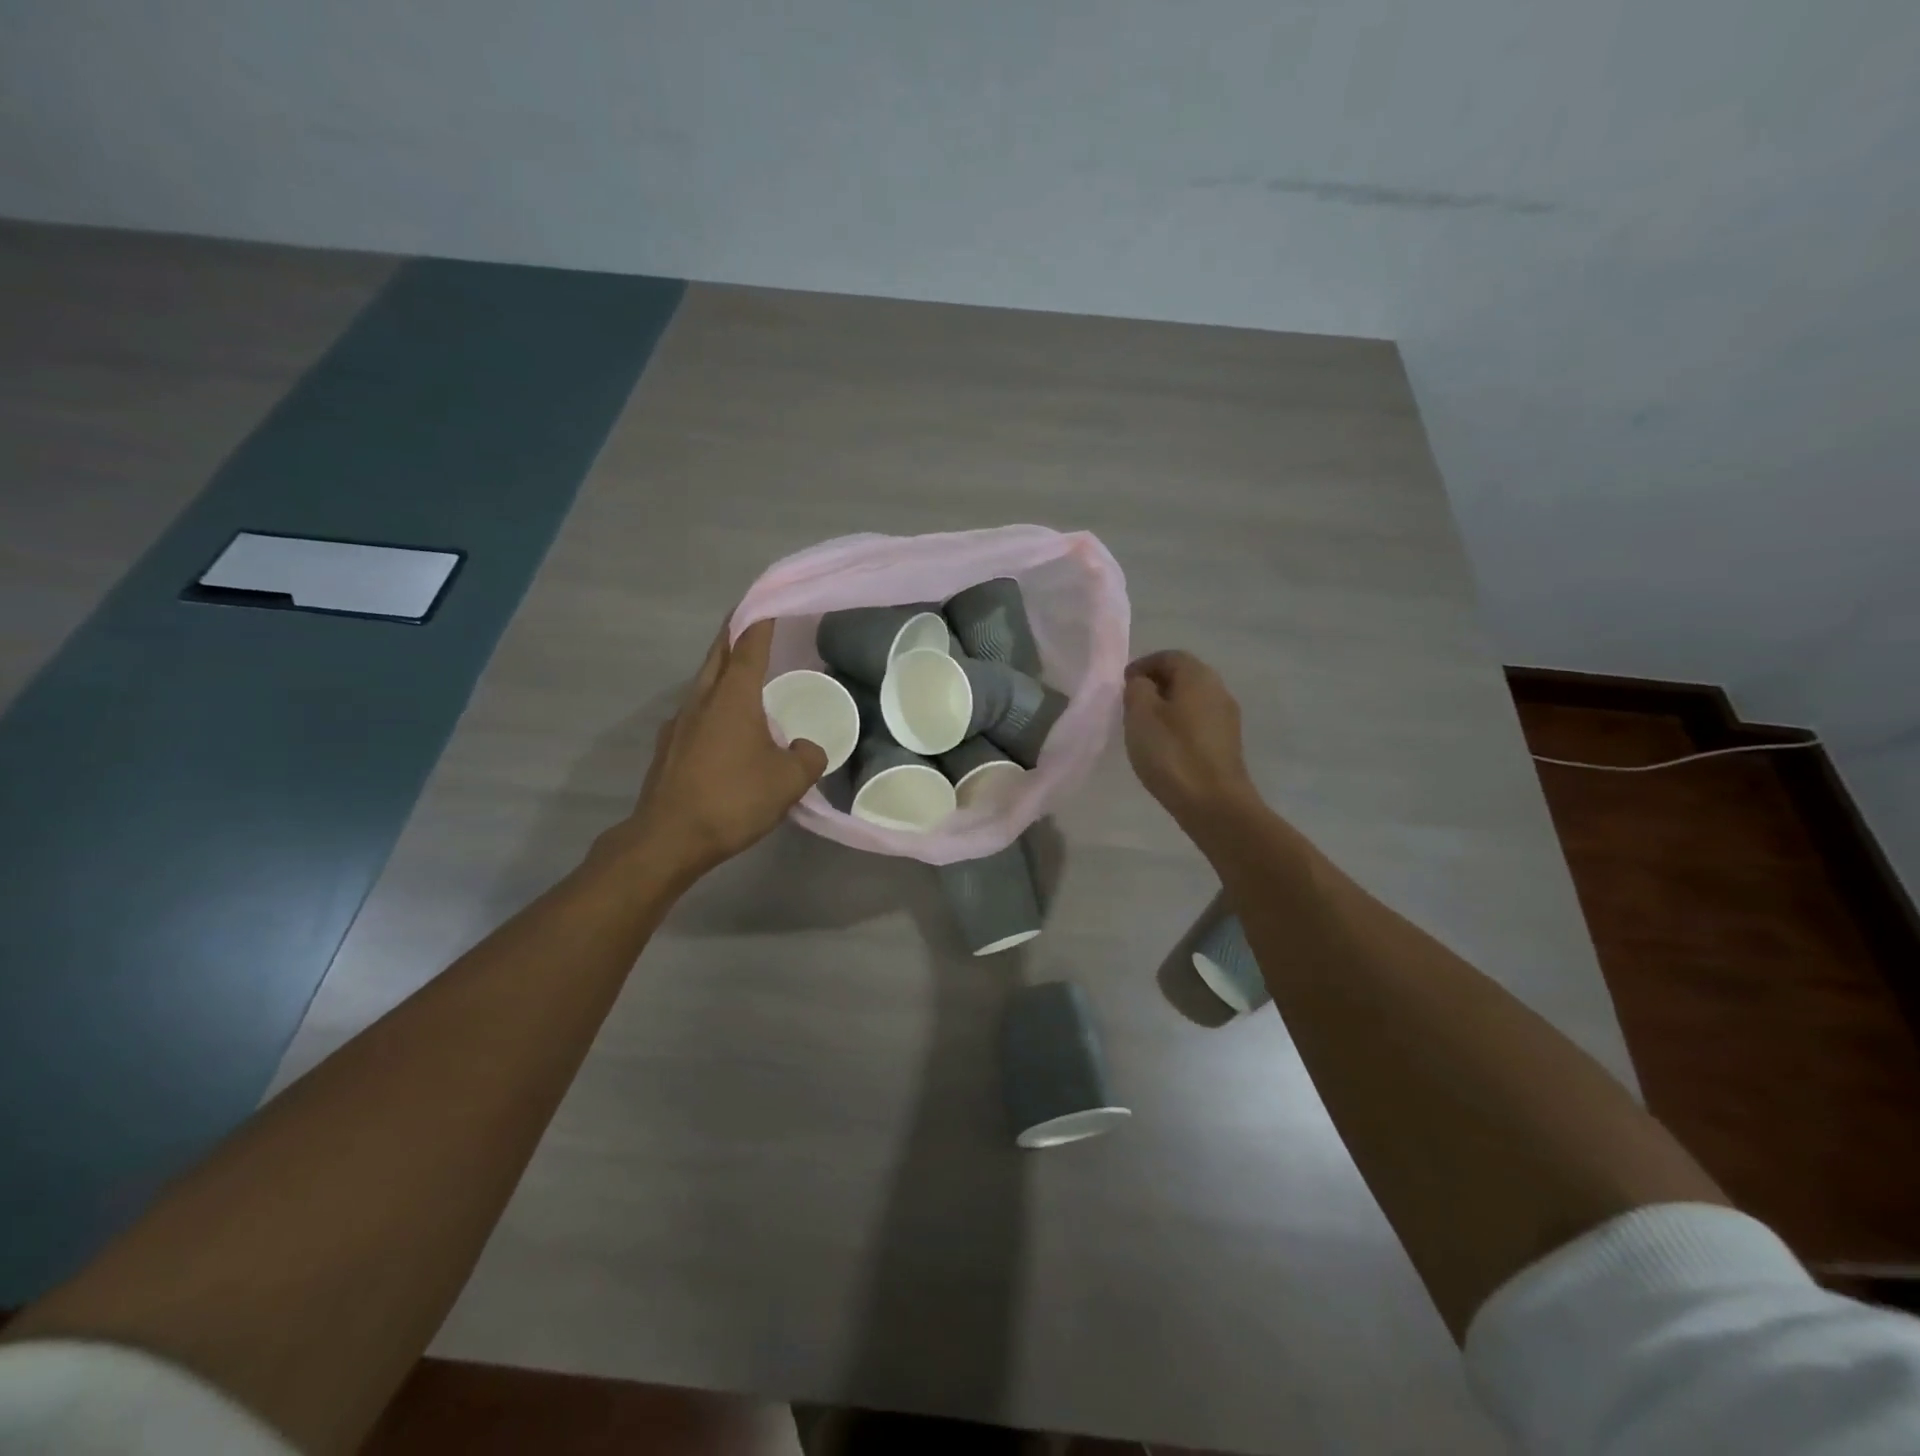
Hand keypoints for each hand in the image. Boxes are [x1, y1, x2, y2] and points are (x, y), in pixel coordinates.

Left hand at [603, 620, 827, 881]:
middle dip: (735, 635)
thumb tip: (807, 748)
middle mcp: (701, 700)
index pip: (748, 645)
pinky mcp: (669, 747)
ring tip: (746, 675)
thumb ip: (808, 757)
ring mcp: (679, 723)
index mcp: (732, 697)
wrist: (669, 838)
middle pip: (718, 655)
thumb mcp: (789, 781)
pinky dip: (714, 705)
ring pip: (704, 683)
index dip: (760, 620)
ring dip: (724, 671)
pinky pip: (696, 712)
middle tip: (754, 624)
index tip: (768, 601)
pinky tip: (726, 728)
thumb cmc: (733, 799)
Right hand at [1123, 650, 1261, 835]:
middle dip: (1155, 686)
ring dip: (1167, 707)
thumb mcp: (1140, 715)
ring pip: (1191, 701)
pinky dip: (1179, 726)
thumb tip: (1143, 683)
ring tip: (1144, 728)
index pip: (1169, 656)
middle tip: (1130, 705)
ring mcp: (1227, 718)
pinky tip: (1164, 747)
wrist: (1214, 803)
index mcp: (1198, 676)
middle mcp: (1218, 690)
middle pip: (1183, 677)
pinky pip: (1198, 722)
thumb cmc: (1172, 753)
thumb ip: (1137, 689)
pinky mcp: (1227, 743)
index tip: (1122, 685)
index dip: (1143, 665)